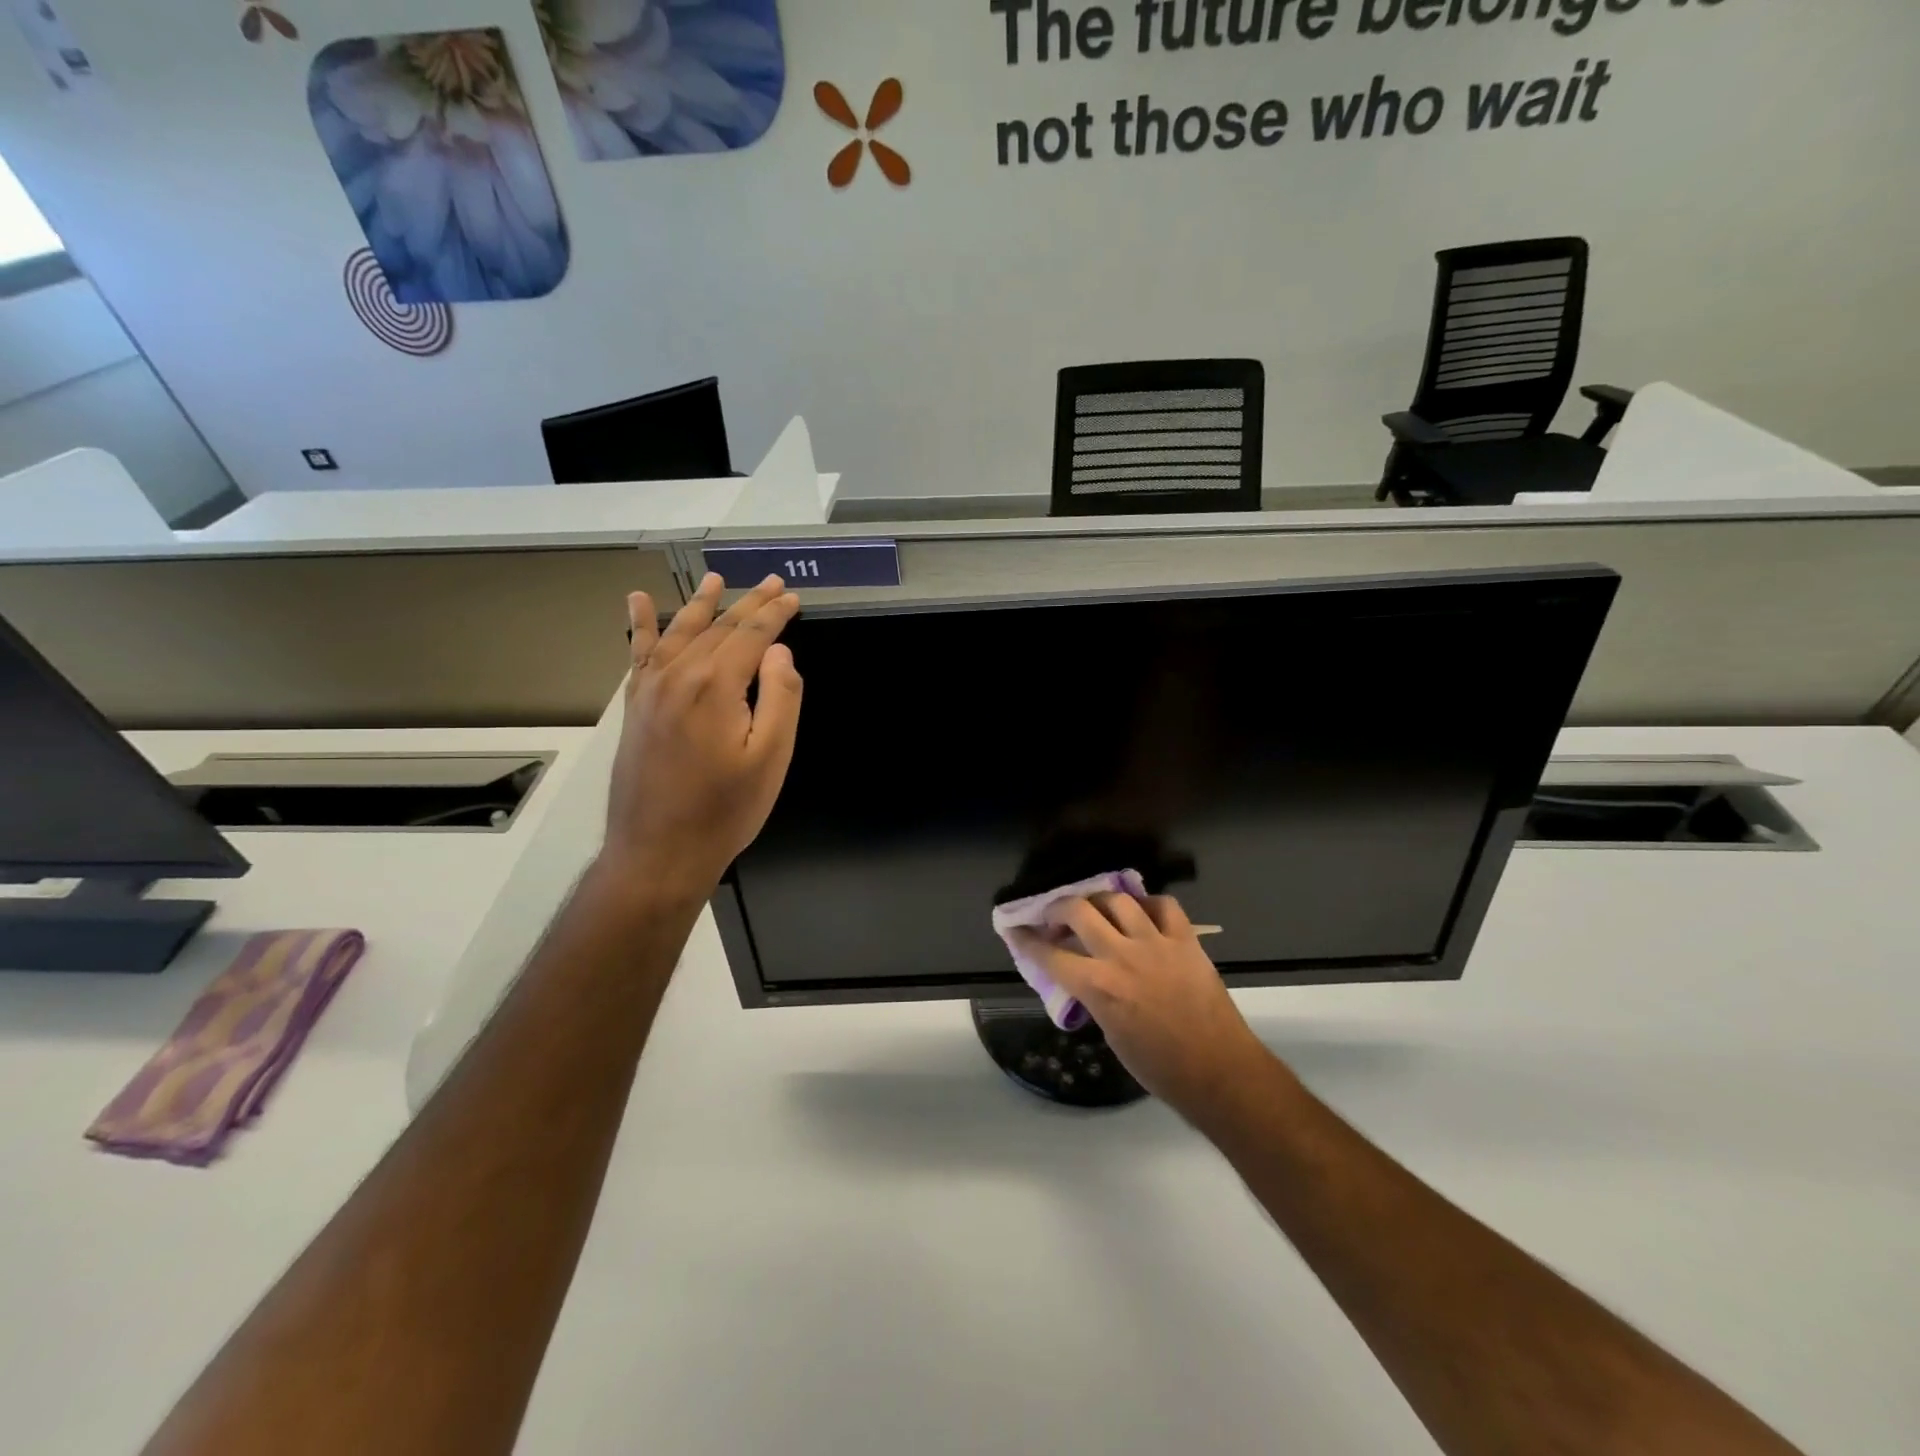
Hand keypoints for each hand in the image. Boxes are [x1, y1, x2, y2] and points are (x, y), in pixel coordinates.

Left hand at [598, 573, 802, 903]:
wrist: (658, 852)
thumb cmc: (725, 810)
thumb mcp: (772, 758)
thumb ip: (781, 697)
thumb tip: (778, 652)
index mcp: (715, 686)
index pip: (752, 635)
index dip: (775, 614)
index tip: (794, 598)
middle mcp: (678, 676)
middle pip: (718, 628)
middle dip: (749, 603)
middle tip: (773, 582)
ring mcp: (650, 690)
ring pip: (680, 633)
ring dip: (702, 604)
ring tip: (717, 579)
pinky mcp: (635, 707)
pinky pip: (639, 654)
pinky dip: (641, 625)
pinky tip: (639, 602)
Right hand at [1011, 893, 1274, 1121]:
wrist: (1219, 1071)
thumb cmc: (1160, 1068)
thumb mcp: (1112, 1034)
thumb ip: (1094, 997)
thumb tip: (1086, 978)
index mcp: (1098, 986)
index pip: (1049, 954)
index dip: (1026, 939)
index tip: (1014, 928)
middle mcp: (1121, 955)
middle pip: (1078, 910)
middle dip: (1058, 908)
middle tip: (1055, 916)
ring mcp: (1155, 942)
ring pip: (1118, 900)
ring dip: (1100, 901)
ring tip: (1097, 909)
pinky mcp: (1185, 940)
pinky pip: (1164, 905)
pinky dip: (1149, 904)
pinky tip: (1143, 913)